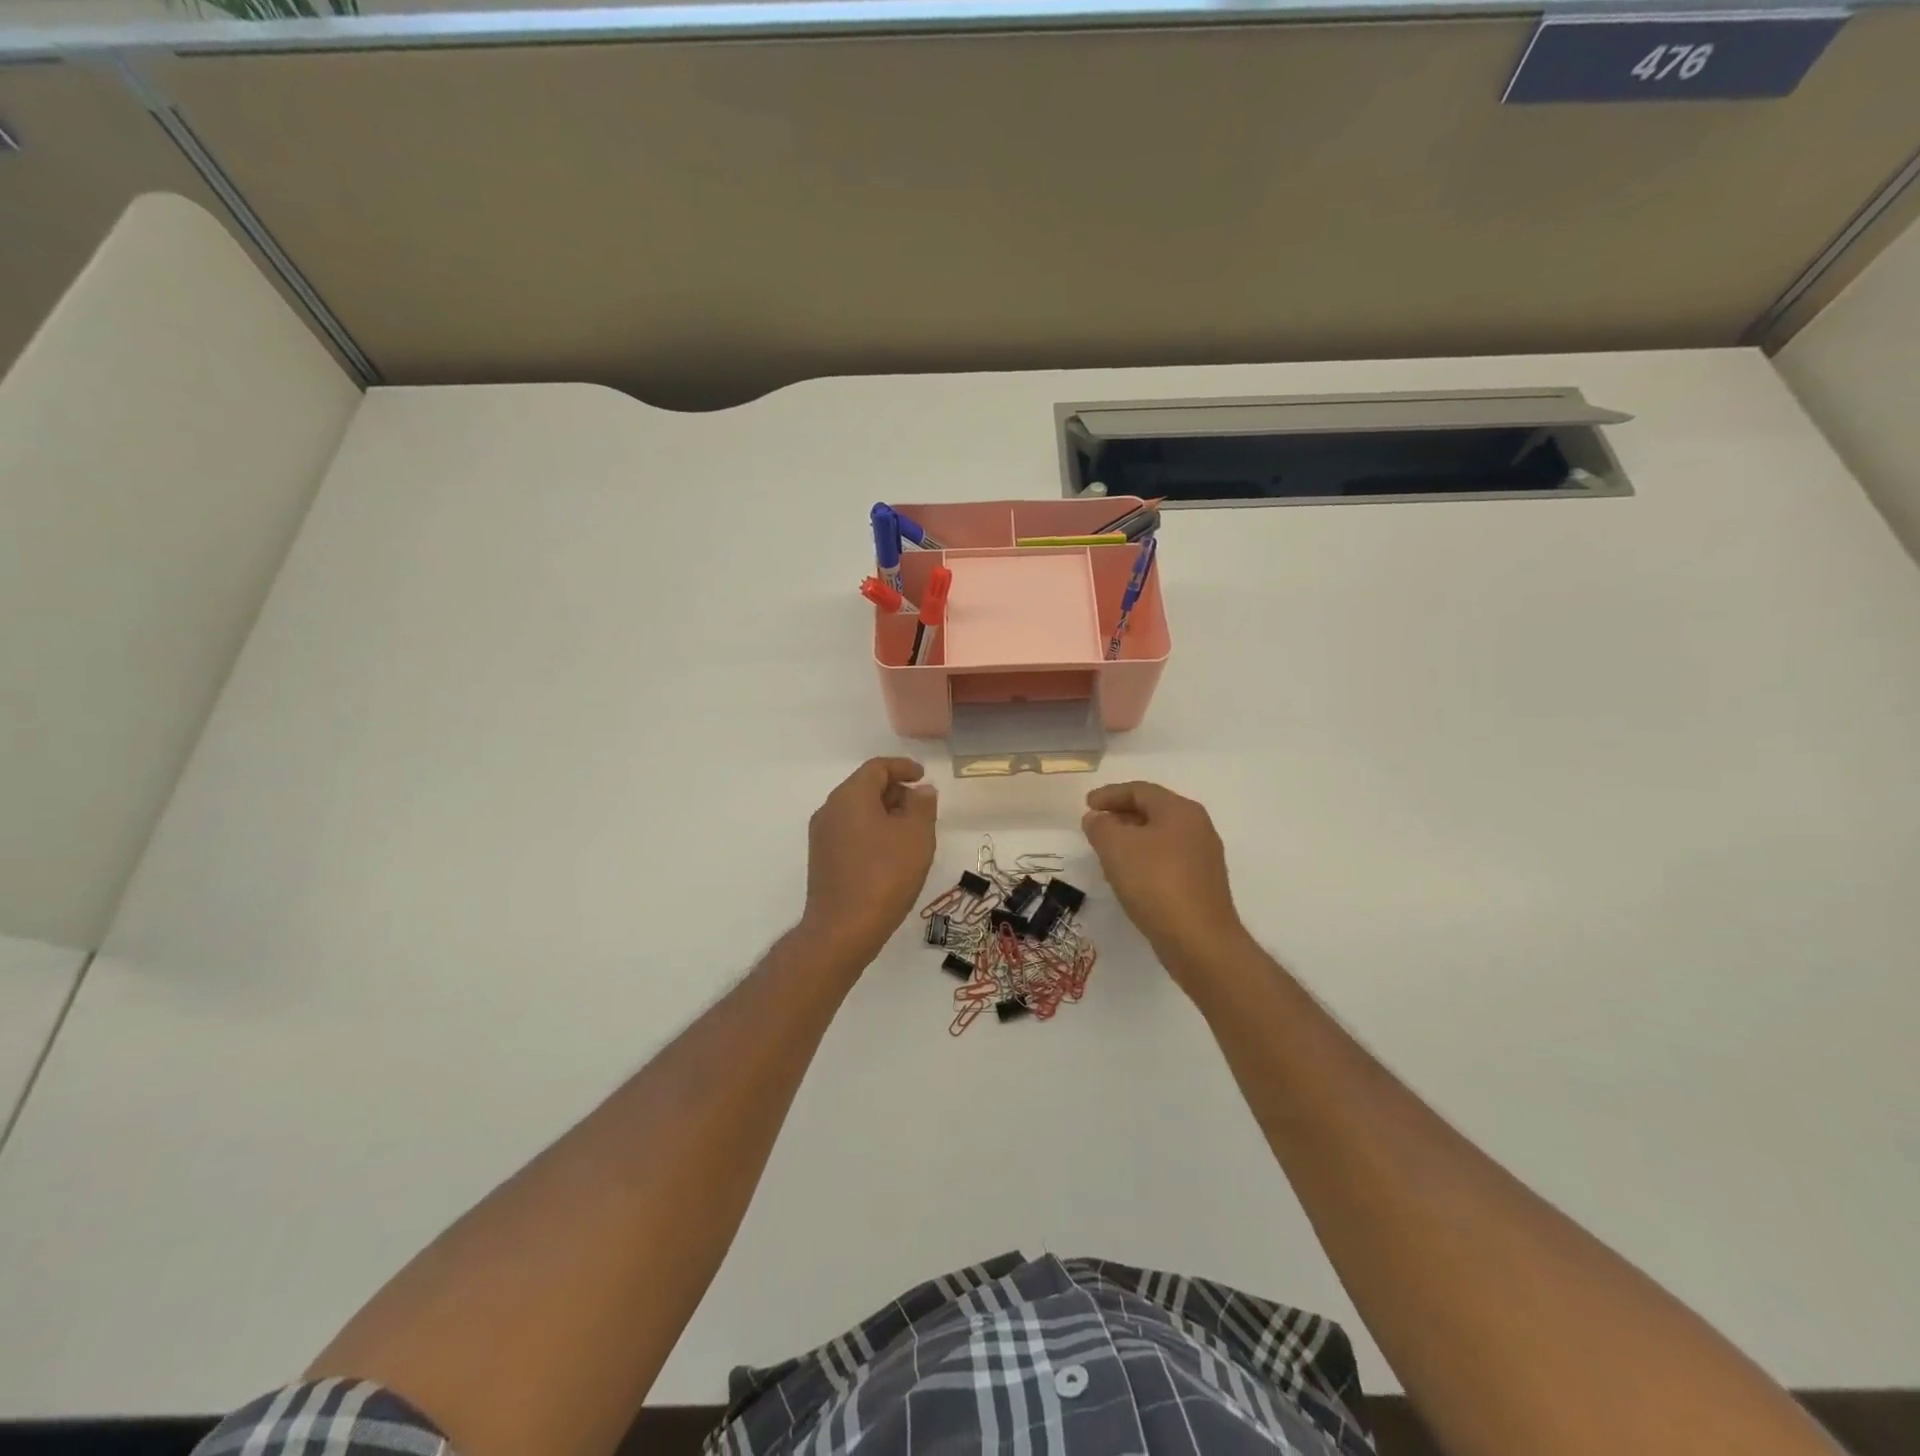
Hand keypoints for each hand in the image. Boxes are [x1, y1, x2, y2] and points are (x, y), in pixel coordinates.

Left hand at [801, 758, 937, 965]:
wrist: (843, 929)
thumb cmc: (885, 875)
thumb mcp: (917, 836)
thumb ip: (922, 806)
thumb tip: (921, 791)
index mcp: (850, 796)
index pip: (877, 768)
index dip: (903, 768)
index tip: (923, 777)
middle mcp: (830, 809)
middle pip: (864, 787)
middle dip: (895, 791)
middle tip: (922, 808)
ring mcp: (821, 836)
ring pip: (857, 811)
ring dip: (884, 813)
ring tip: (910, 833)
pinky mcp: (822, 859)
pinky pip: (850, 832)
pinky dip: (871, 831)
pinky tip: (890, 853)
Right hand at [1081, 781, 1248, 975]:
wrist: (1199, 941)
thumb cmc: (1155, 883)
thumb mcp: (1116, 847)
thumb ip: (1100, 826)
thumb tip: (1097, 818)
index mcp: (1180, 810)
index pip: (1140, 790)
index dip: (1110, 794)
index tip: (1086, 805)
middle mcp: (1197, 827)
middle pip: (1153, 811)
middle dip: (1120, 816)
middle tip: (1095, 826)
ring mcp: (1204, 857)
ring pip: (1160, 837)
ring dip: (1131, 840)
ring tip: (1106, 853)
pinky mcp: (1202, 884)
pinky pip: (1167, 860)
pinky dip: (1144, 860)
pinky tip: (1128, 877)